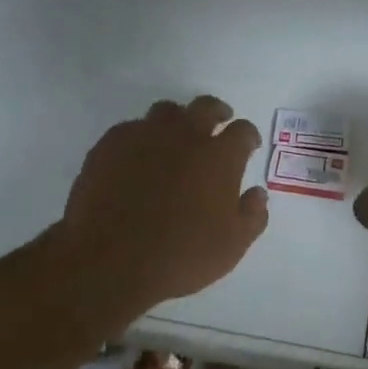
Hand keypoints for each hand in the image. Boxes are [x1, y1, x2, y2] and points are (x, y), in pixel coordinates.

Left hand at [55, 95, 267, 321]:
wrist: (110, 262)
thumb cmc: (181, 256)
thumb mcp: (232, 246)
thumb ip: (252, 215)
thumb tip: (257, 192)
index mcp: (219, 156)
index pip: (242, 131)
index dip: (248, 136)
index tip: (248, 146)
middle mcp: (184, 135)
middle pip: (206, 107)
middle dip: (217, 112)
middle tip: (218, 123)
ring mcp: (144, 136)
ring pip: (166, 111)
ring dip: (177, 120)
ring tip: (175, 137)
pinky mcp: (110, 145)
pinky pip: (130, 129)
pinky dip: (141, 137)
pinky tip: (138, 157)